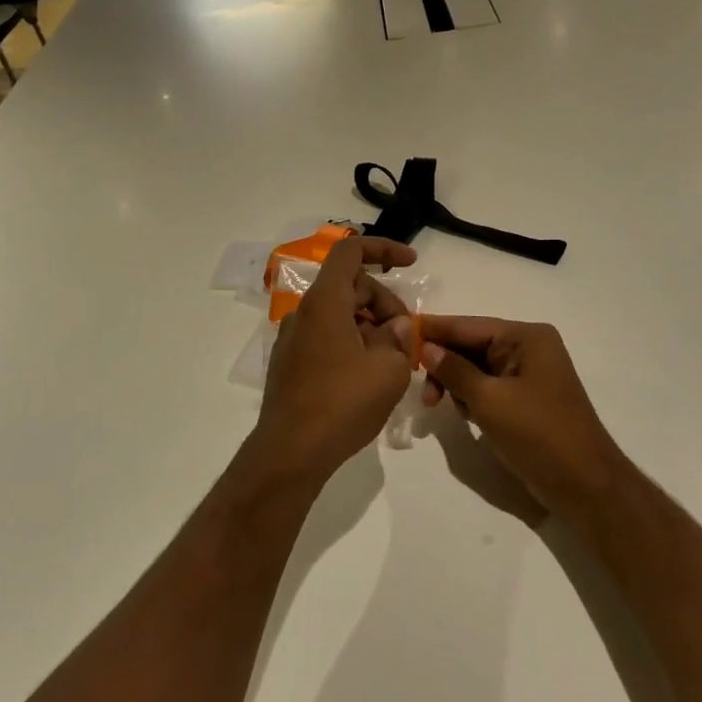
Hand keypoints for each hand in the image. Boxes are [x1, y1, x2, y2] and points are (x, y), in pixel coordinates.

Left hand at [255, 236, 418, 478]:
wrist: (291, 452)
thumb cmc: (343, 403)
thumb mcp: (389, 369)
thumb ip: (398, 338)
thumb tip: (394, 327)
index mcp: (325, 302)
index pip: (350, 252)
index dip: (383, 248)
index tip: (411, 262)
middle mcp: (303, 313)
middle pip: (349, 287)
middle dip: (384, 302)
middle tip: (407, 338)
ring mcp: (292, 339)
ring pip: (338, 315)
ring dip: (369, 326)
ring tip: (393, 362)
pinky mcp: (289, 363)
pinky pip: (326, 337)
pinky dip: (351, 343)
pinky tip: (368, 376)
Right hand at [419, 316, 624, 514]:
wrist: (585, 486)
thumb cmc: (538, 435)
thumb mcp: (489, 400)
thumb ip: (454, 370)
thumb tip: (425, 347)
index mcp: (526, 337)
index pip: (468, 326)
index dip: (433, 330)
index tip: (397, 331)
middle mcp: (528, 347)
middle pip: (470, 346)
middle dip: (443, 365)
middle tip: (422, 393)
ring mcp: (528, 373)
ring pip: (475, 368)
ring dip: (455, 384)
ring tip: (440, 407)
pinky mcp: (525, 398)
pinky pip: (487, 387)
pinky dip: (470, 397)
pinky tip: (463, 415)